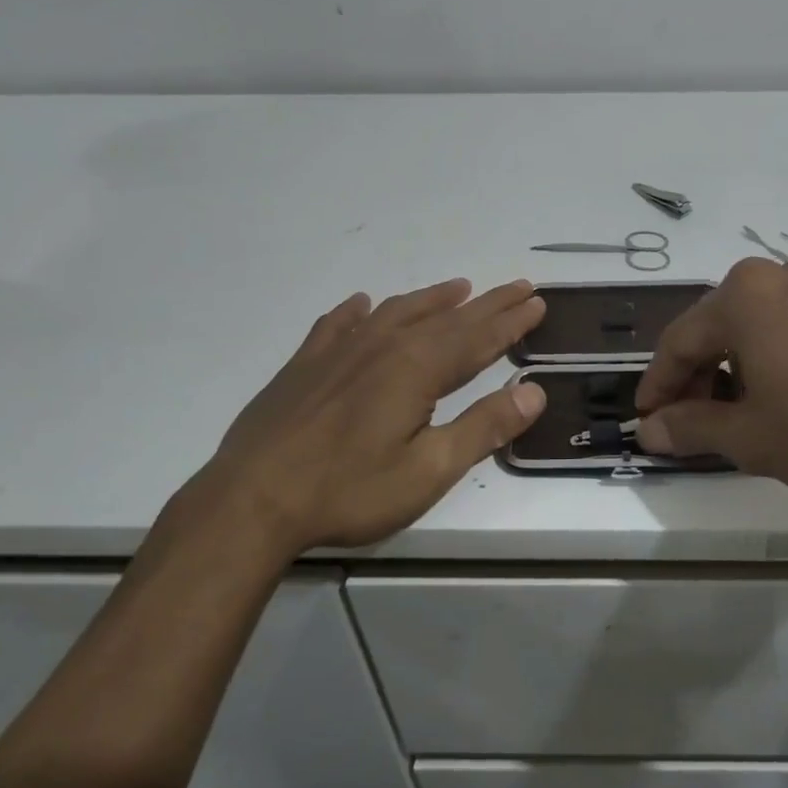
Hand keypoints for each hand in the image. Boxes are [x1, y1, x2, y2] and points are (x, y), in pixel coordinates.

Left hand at [174, 278, 546, 559]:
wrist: (251, 500)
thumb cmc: (348, 490)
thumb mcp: (428, 471)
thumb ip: (483, 428)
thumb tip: (535, 392)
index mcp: (417, 368)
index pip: (478, 337)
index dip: (511, 321)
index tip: (537, 301)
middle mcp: (383, 346)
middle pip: (446, 318)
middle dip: (487, 304)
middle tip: (517, 286)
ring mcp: (339, 350)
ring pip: (397, 312)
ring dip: (432, 299)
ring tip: (457, 288)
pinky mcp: (305, 364)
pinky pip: (339, 323)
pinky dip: (359, 311)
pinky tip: (363, 305)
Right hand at [634, 256, 787, 502]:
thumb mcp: (750, 437)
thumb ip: (691, 428)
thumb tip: (650, 430)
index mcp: (742, 296)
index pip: (678, 342)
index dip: (658, 386)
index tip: (648, 422)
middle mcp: (778, 276)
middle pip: (717, 329)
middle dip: (698, 379)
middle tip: (692, 425)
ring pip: (756, 327)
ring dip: (736, 370)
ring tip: (740, 417)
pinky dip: (775, 360)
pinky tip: (786, 397)